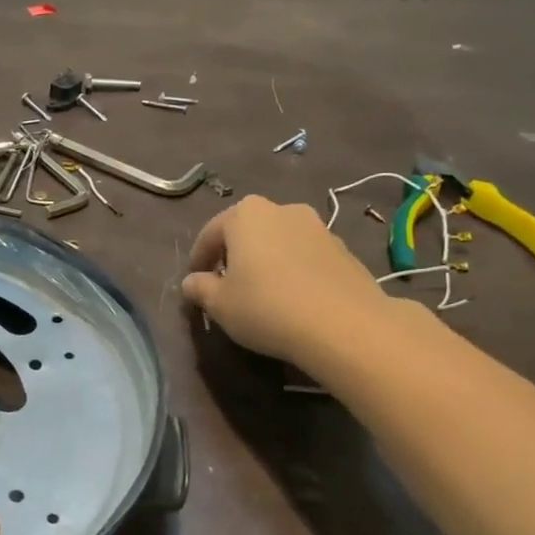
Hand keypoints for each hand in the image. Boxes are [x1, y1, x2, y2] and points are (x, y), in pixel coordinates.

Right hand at [182, 196, 390, 364]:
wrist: (343, 324)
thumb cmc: (266, 307)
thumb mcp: (220, 304)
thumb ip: (200, 289)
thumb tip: (191, 282)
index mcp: (245, 215)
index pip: (210, 233)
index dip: (198, 259)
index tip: (194, 281)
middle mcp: (282, 209)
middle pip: (247, 231)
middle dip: (234, 254)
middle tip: (226, 284)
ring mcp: (317, 226)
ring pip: (279, 242)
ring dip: (266, 261)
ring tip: (262, 292)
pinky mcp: (342, 249)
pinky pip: (305, 256)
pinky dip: (293, 271)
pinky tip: (292, 298)